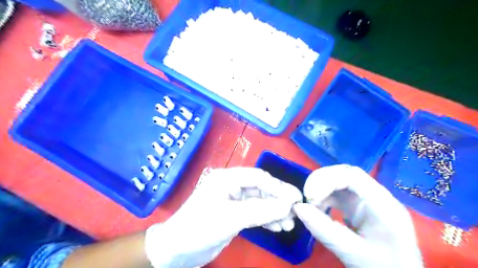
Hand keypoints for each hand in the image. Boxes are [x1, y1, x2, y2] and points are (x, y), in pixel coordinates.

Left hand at [146, 167, 301, 267]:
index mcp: (227, 178)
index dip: (278, 187)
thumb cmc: (200, 228)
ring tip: (289, 223)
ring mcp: (233, 200)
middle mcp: (231, 185)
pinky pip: (254, 212)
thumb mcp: (231, 218)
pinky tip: (277, 226)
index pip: (258, 177)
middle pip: (260, 188)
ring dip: (274, 211)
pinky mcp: (234, 213)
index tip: (296, 198)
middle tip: (296, 211)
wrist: (176, 250)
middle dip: (278, 200)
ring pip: (259, 201)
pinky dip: (266, 219)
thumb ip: (261, 211)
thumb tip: (288, 205)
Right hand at [293, 164, 422, 266]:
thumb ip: (324, 230)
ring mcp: (366, 200)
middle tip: (307, 197)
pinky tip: (317, 208)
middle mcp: (375, 196)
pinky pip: (337, 192)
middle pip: (345, 173)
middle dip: (321, 181)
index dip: (328, 180)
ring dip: (321, 187)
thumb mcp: (353, 253)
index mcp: (383, 205)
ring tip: (310, 203)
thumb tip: (298, 207)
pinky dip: (323, 196)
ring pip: (339, 180)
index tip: (310, 197)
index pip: (353, 176)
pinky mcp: (357, 206)